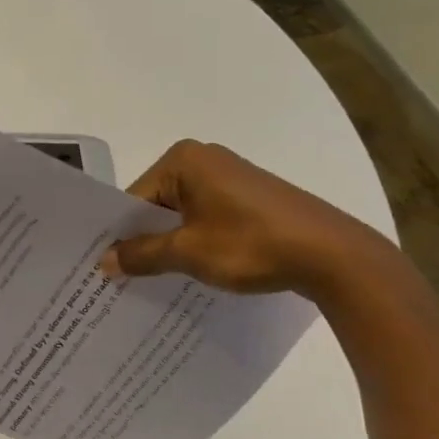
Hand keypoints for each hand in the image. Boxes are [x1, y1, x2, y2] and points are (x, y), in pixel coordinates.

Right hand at [101, 139, 390, 297]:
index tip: (105, 267)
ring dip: (170, 243)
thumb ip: (142, 255)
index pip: (134, 198)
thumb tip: (104, 262)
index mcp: (183, 160)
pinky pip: (207, 217)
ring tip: (155, 280)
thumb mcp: (188, 253)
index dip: (119, 234)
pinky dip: (197, 240)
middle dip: (144, 239)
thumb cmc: (251, 244)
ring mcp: (231, 177)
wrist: (335, 255)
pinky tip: (194, 269)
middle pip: (156, 203)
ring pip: (182, 213)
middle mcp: (204, 159)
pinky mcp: (251, 197)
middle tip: (122, 277)